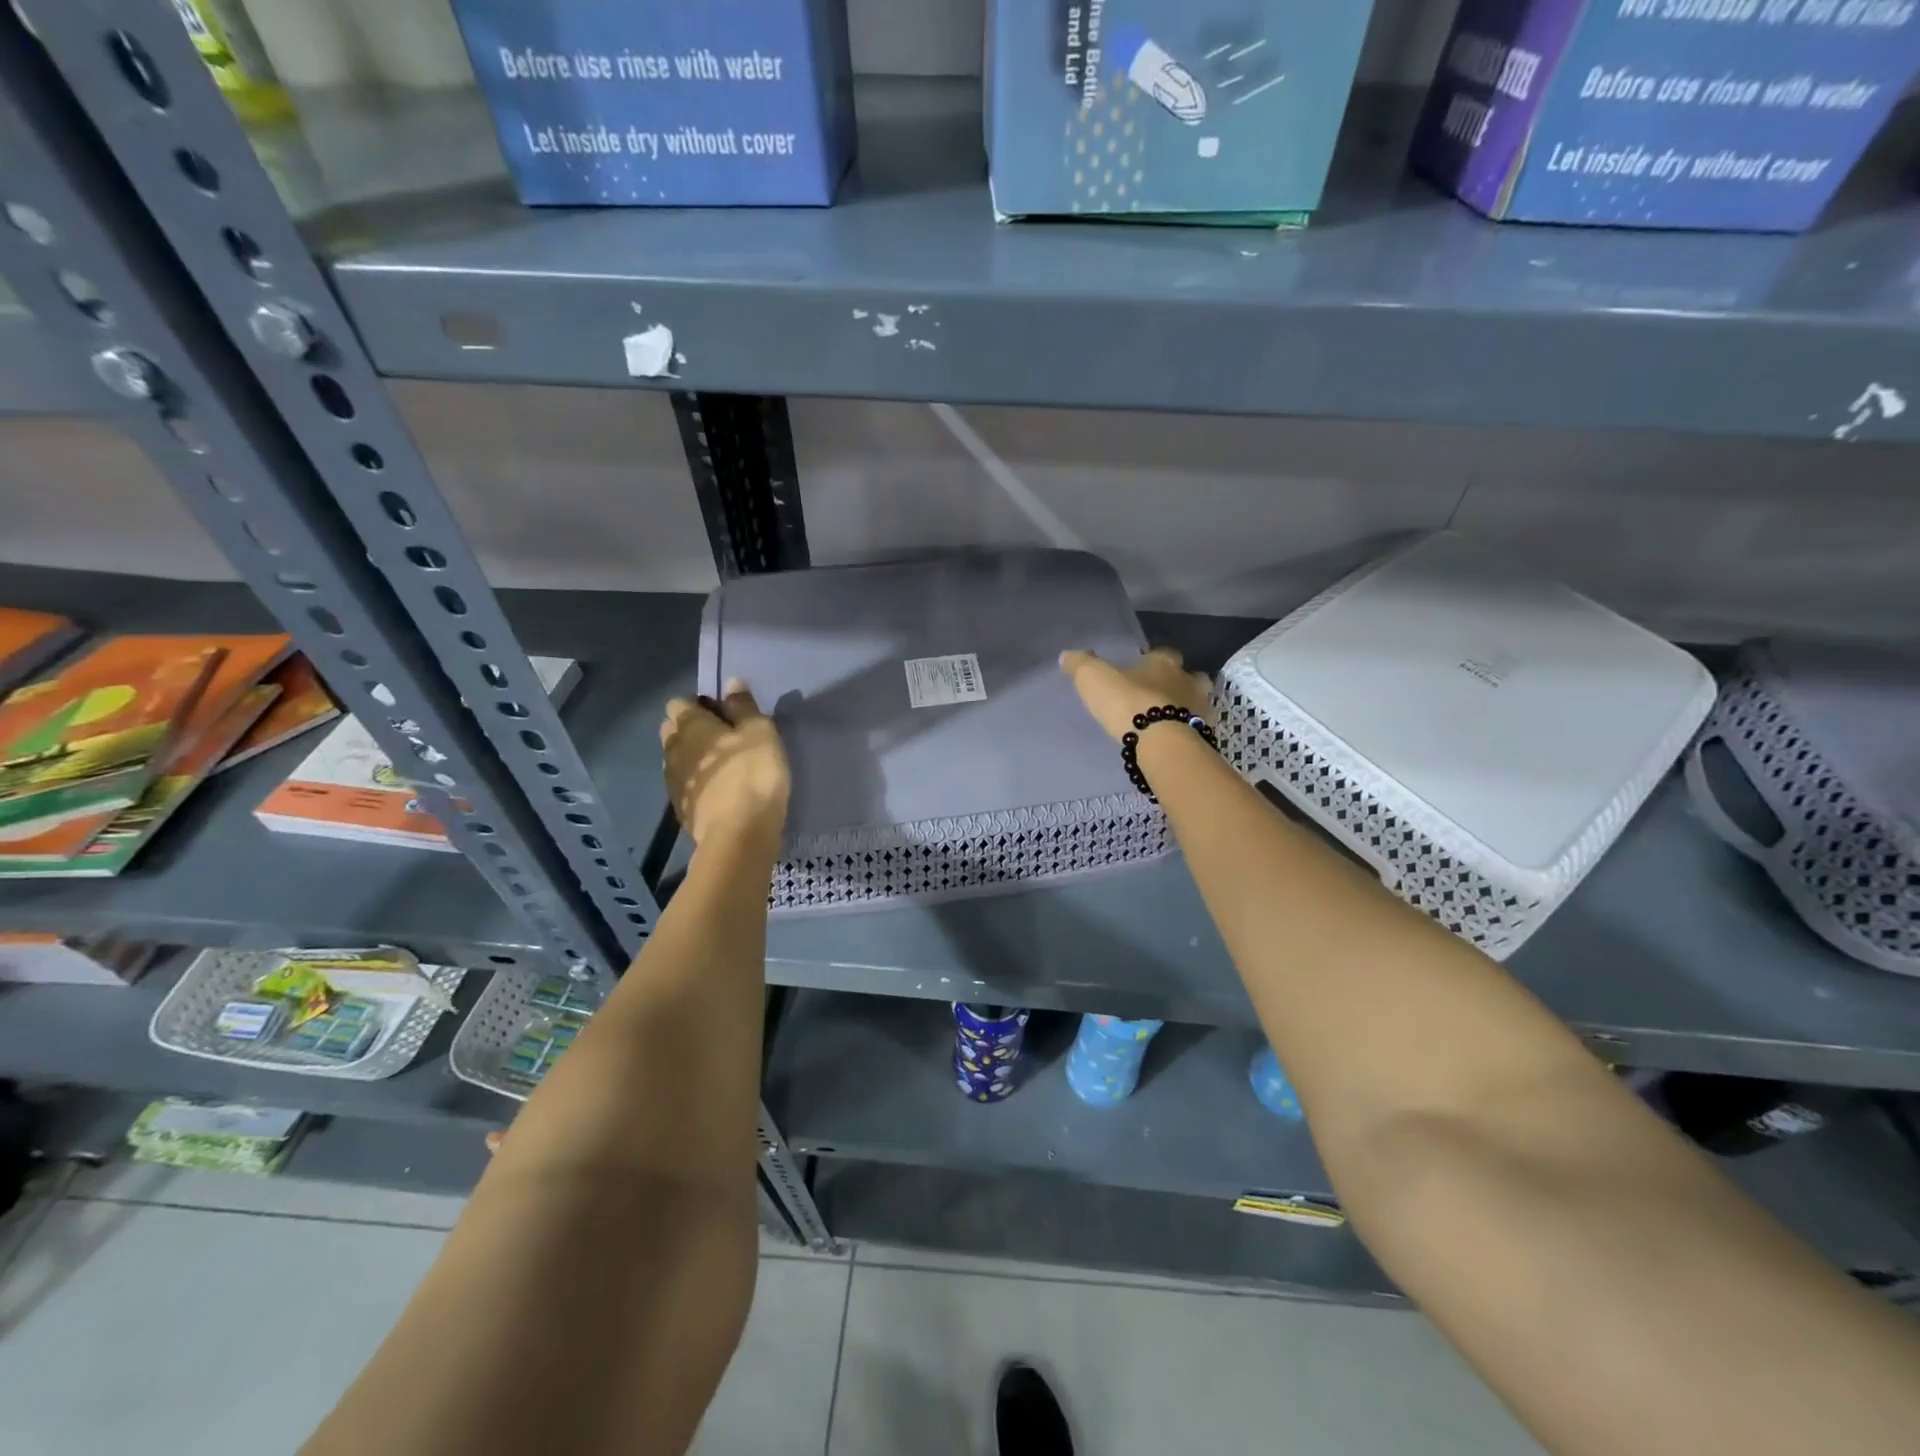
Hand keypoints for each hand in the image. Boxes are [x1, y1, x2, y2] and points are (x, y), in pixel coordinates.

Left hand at [660, 678, 789, 846]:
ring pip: (677, 759)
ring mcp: (673, 781)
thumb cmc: (753, 774)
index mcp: (689, 725)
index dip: (699, 705)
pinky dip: (698, 782)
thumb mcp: (760, 733)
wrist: (738, 835)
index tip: (723, 714)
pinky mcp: (680, 808)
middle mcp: (673, 749)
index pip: (678, 703)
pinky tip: (719, 790)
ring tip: (723, 766)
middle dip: (691, 729)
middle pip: (672, 730)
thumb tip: (731, 682)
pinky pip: (685, 784)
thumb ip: (744, 707)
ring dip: (694, 757)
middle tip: (724, 738)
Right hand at [1059, 647, 1213, 743]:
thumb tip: (1066, 655)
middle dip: (1180, 683)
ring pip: (1198, 702)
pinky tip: (1175, 740)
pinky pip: (1197, 728)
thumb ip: (1081, 665)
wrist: (1159, 741)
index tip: (1144, 669)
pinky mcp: (1204, 734)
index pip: (1164, 653)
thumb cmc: (1127, 702)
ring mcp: (1200, 708)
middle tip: (1163, 694)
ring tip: (1170, 720)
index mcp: (1163, 662)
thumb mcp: (1094, 678)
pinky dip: (1189, 731)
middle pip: (1190, 676)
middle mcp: (1187, 680)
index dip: (1155, 660)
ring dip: (1188, 707)